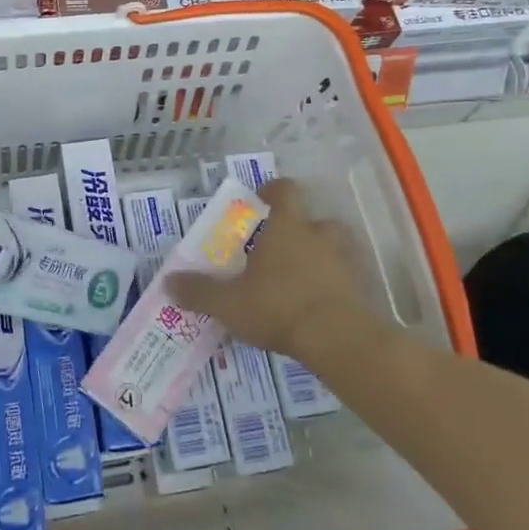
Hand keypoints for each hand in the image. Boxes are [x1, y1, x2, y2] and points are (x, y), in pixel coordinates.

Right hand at [169, 179, 385, 365]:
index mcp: (286, 227)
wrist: (338, 339)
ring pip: (334, 247)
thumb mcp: (229, 303)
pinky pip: (347, 277)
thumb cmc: (278, 307)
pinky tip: (320, 304)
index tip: (261, 200)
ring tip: (302, 276)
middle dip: (300, 229)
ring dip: (321, 256)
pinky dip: (336, 284)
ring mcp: (344, 260)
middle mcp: (318, 235)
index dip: (273, 191)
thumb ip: (199, 291)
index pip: (284, 191)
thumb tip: (168, 282)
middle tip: (280, 248)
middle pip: (313, 219)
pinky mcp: (360, 288)